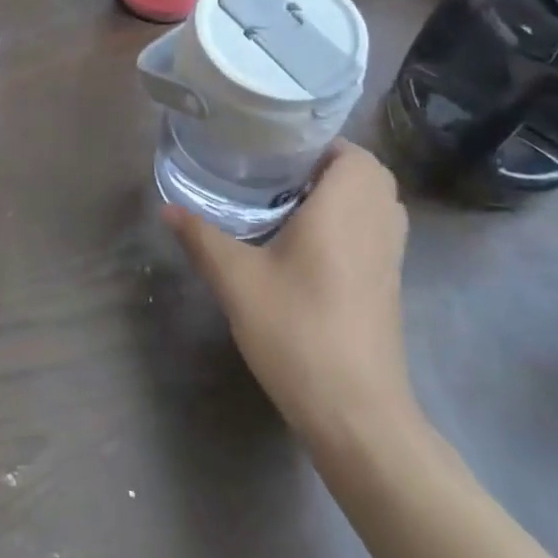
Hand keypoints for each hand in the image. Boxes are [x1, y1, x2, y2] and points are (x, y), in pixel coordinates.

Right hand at [166, 141, 414, 440]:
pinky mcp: (390, 285)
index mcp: (346, 208)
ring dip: (345, 194)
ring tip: (291, 202)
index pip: (351, 152)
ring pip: (377, 203)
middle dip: (329, 166)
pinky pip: (377, 232)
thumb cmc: (298, 332)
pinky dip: (353, 222)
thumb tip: (166, 207)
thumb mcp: (237, 281)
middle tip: (279, 175)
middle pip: (368, 174)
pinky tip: (310, 245)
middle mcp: (378, 224)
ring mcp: (391, 257)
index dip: (318, 144)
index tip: (277, 150)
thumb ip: (202, 238)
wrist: (356, 414)